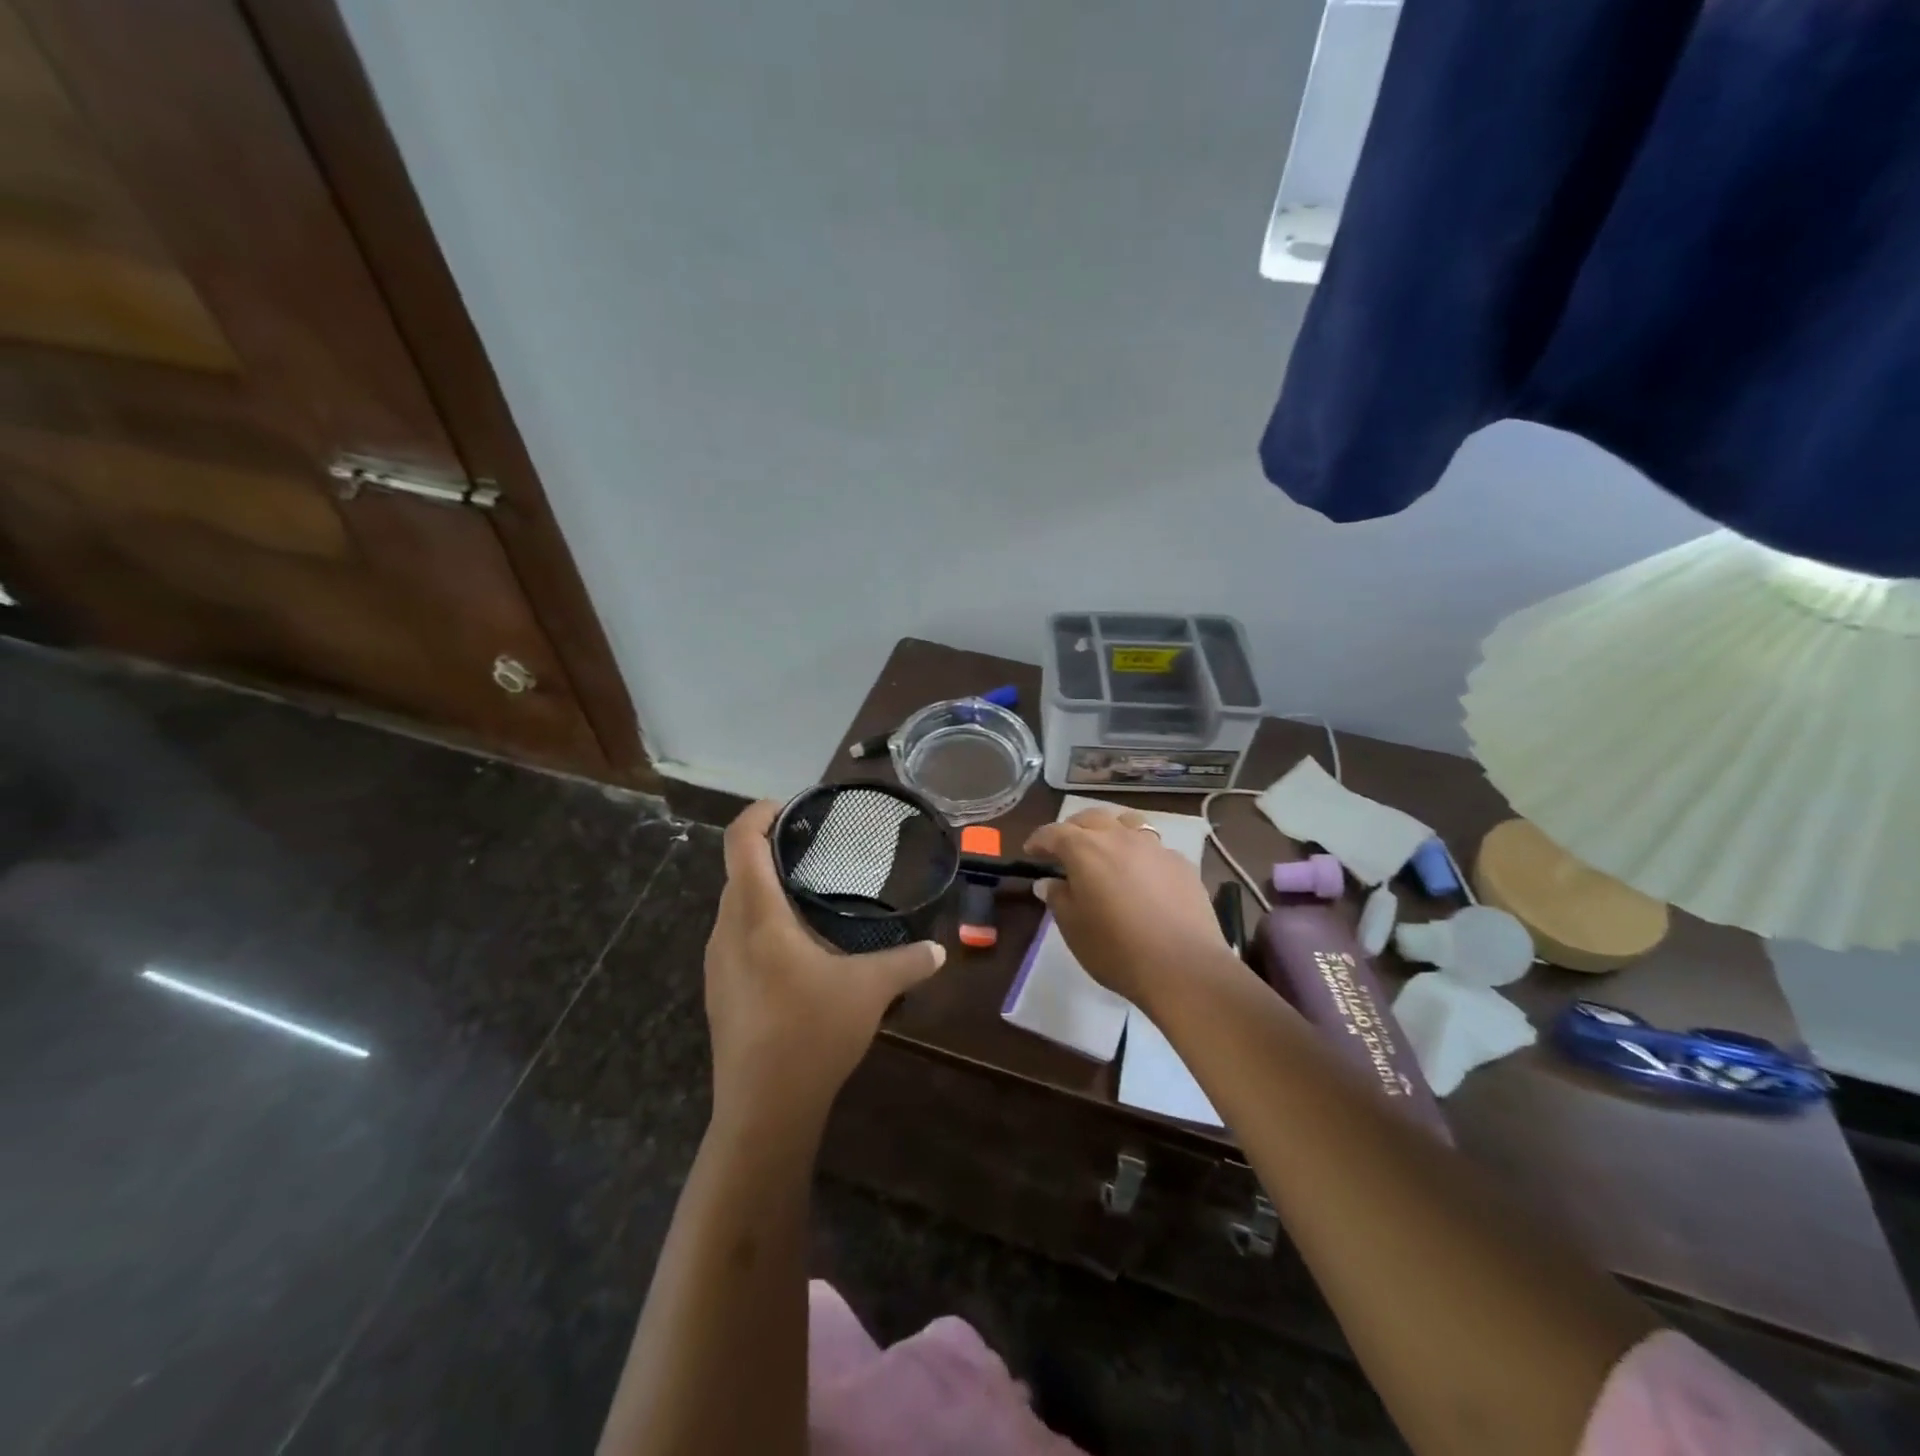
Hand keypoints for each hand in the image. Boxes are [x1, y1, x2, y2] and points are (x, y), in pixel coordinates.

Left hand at [704, 801, 945, 1129]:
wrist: (762, 1110)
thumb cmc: (811, 1033)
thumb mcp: (870, 990)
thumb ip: (908, 963)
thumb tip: (939, 951)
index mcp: (756, 915)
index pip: (742, 841)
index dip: (760, 812)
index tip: (791, 806)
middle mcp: (727, 930)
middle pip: (736, 869)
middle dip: (768, 848)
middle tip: (813, 847)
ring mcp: (716, 962)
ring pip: (733, 904)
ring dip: (762, 886)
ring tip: (806, 891)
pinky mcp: (718, 989)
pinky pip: (734, 934)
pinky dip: (758, 919)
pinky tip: (794, 945)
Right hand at [1024, 807, 1233, 1005]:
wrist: (1184, 968)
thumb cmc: (1117, 950)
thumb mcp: (1074, 929)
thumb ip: (1058, 899)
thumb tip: (1049, 882)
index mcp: (1086, 850)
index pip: (1054, 833)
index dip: (1039, 840)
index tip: (1031, 852)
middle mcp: (1120, 838)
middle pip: (1091, 818)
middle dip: (1073, 829)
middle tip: (1065, 848)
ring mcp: (1155, 847)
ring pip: (1127, 823)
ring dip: (1110, 830)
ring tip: (1106, 849)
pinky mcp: (1182, 864)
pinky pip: (1154, 848)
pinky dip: (1140, 854)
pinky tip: (1142, 876)